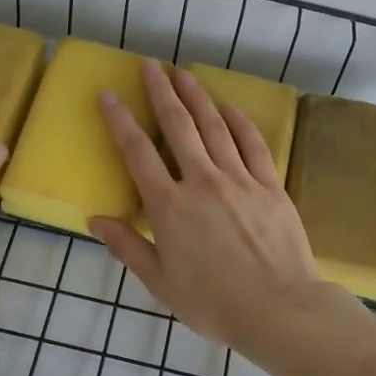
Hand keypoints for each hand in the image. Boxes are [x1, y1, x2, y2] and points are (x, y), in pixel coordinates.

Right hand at [89, 61, 326, 354]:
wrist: (279, 310)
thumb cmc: (213, 303)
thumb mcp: (160, 283)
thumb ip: (128, 247)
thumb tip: (96, 219)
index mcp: (169, 206)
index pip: (137, 152)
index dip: (120, 120)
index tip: (109, 94)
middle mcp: (201, 181)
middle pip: (178, 126)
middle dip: (161, 92)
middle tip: (150, 65)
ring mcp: (239, 179)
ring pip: (214, 126)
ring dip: (197, 96)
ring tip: (183, 72)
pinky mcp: (270, 185)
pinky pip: (252, 144)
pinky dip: (240, 122)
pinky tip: (230, 106)